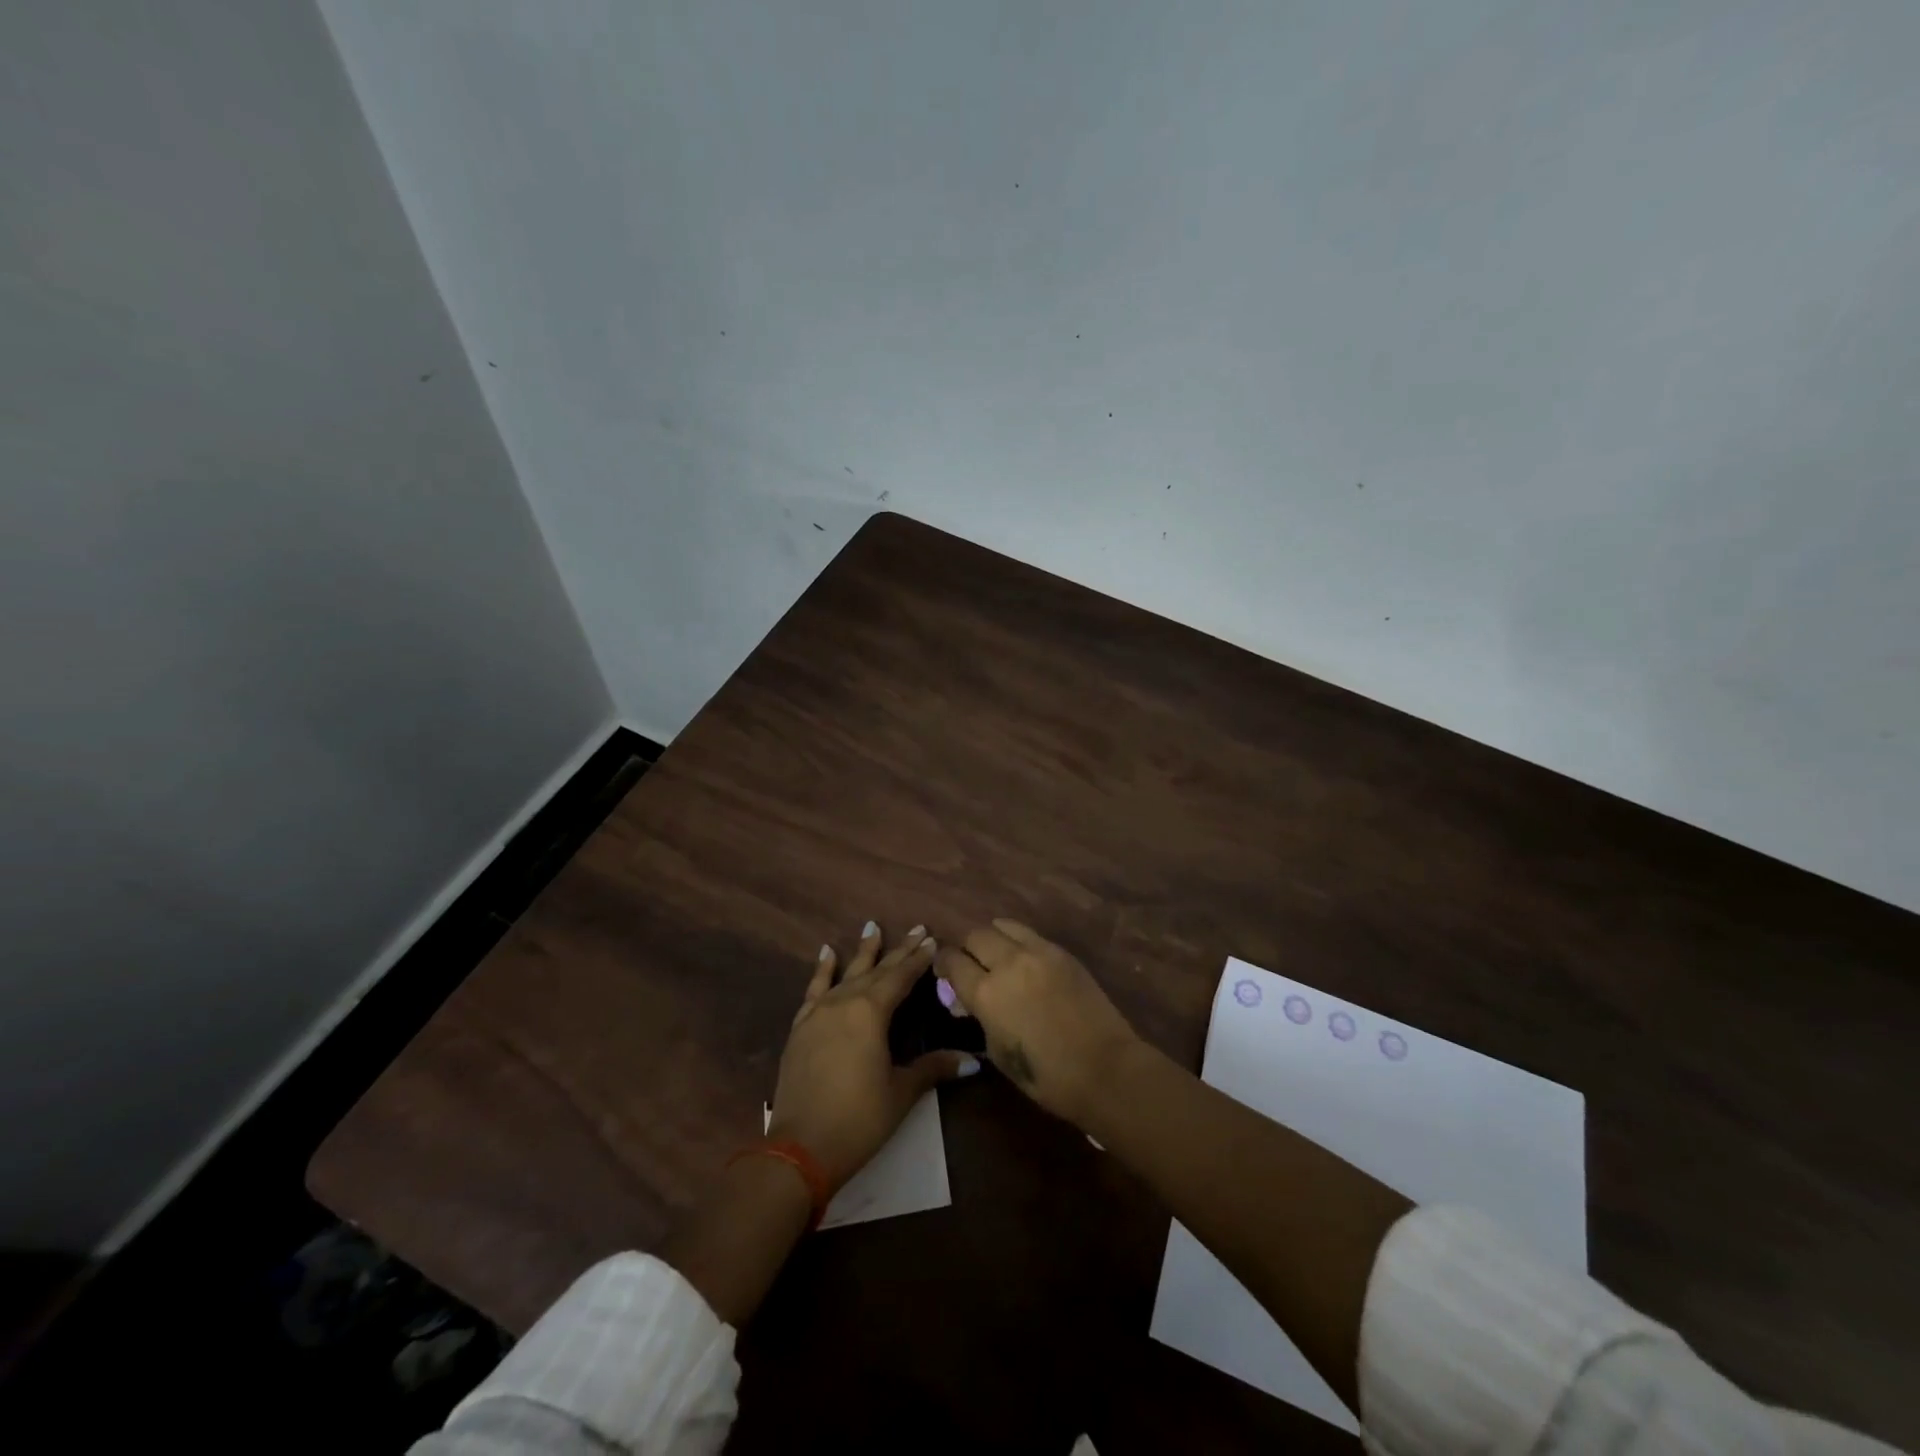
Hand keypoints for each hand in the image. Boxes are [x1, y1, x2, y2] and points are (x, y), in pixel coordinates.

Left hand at [768, 923, 976, 1190]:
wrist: (800, 1148)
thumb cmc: (859, 1118)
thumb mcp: (901, 1092)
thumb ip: (933, 1068)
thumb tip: (973, 1060)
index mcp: (871, 1012)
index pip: (901, 977)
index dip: (918, 959)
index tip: (932, 939)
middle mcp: (844, 1002)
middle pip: (876, 971)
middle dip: (898, 950)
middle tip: (916, 929)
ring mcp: (818, 1013)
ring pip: (845, 973)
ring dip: (862, 951)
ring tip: (871, 926)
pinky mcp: (801, 1028)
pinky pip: (814, 990)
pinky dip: (822, 970)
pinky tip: (826, 953)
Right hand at [935, 920, 1140, 1125]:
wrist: (1104, 1068)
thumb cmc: (1046, 1075)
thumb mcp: (998, 1051)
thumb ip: (979, 1017)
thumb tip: (967, 1001)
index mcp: (986, 993)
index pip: (952, 961)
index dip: (943, 964)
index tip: (944, 972)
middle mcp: (1008, 962)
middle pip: (975, 935)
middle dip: (967, 948)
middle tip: (970, 965)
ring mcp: (1038, 952)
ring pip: (1002, 925)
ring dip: (993, 938)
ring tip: (997, 955)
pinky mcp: (1062, 952)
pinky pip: (1030, 934)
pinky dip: (1018, 941)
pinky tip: (1024, 960)